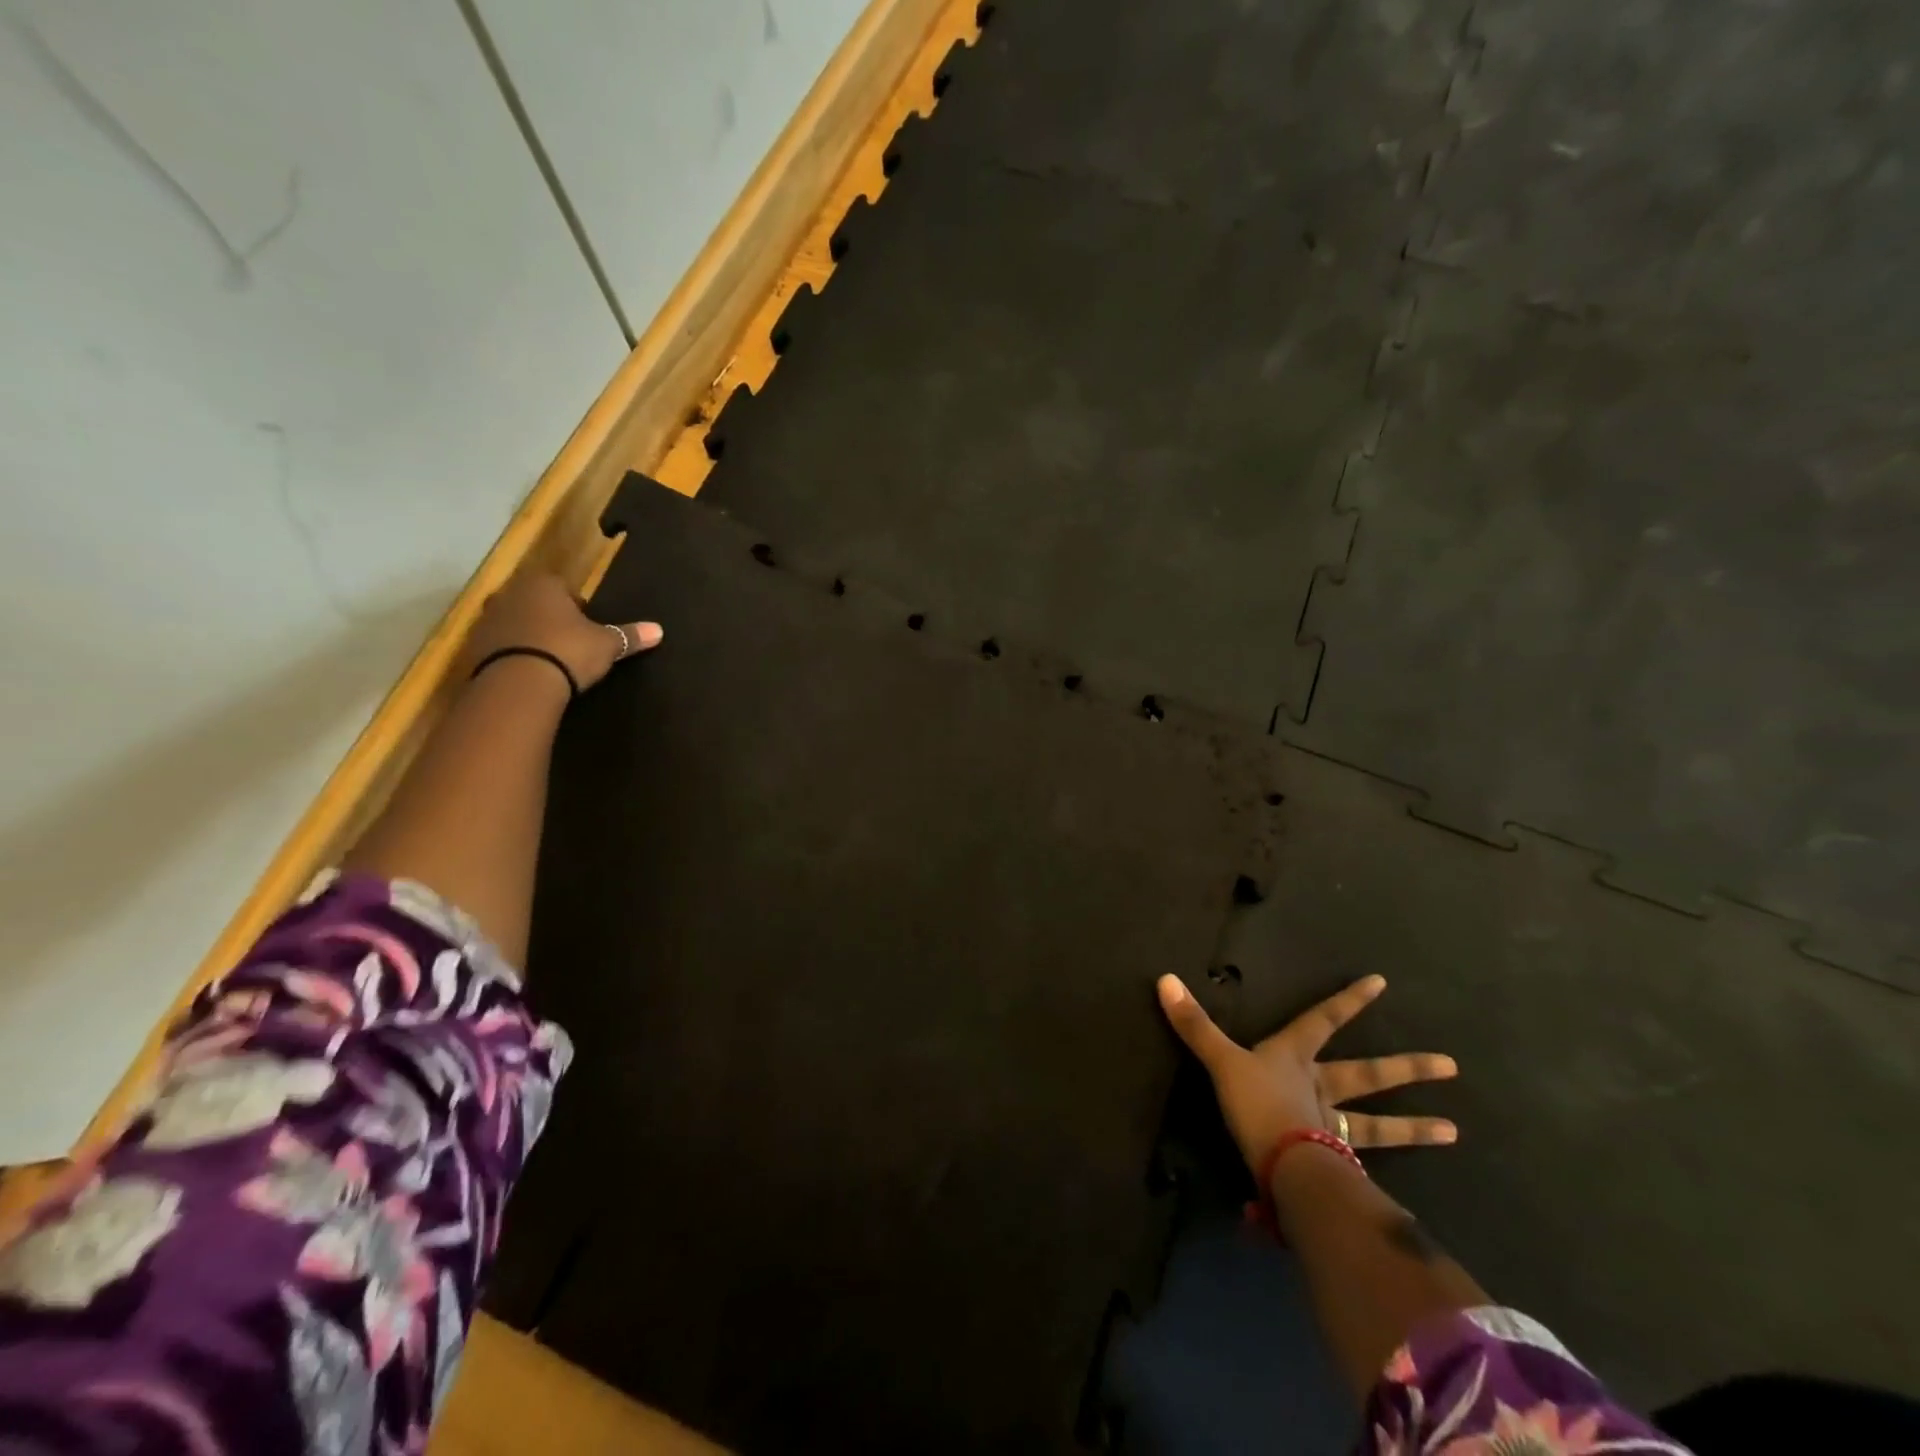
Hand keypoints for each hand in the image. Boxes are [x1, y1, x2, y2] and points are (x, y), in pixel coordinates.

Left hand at [466, 571, 661, 691]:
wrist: (519, 683)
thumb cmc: (568, 650)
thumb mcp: (606, 645)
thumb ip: (629, 636)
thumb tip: (659, 630)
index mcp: (544, 584)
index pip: (565, 587)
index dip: (579, 607)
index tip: (588, 628)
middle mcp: (511, 592)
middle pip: (537, 602)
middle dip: (551, 618)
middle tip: (571, 643)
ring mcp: (488, 618)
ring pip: (517, 622)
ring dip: (530, 635)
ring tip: (550, 659)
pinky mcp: (474, 645)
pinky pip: (501, 644)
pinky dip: (514, 653)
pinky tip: (530, 672)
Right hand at [1157, 973, 1456, 1167]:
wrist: (1285, 1168)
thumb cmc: (1257, 1104)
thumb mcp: (1221, 1061)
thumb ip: (1195, 1025)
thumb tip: (1165, 979)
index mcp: (1295, 1057)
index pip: (1324, 1019)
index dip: (1349, 1001)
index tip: (1381, 983)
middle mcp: (1320, 1087)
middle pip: (1367, 1074)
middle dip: (1406, 1069)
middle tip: (1451, 1066)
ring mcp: (1331, 1127)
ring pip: (1377, 1124)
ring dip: (1413, 1127)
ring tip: (1454, 1131)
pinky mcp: (1334, 1165)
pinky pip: (1359, 1165)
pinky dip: (1375, 1176)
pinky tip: (1392, 1191)